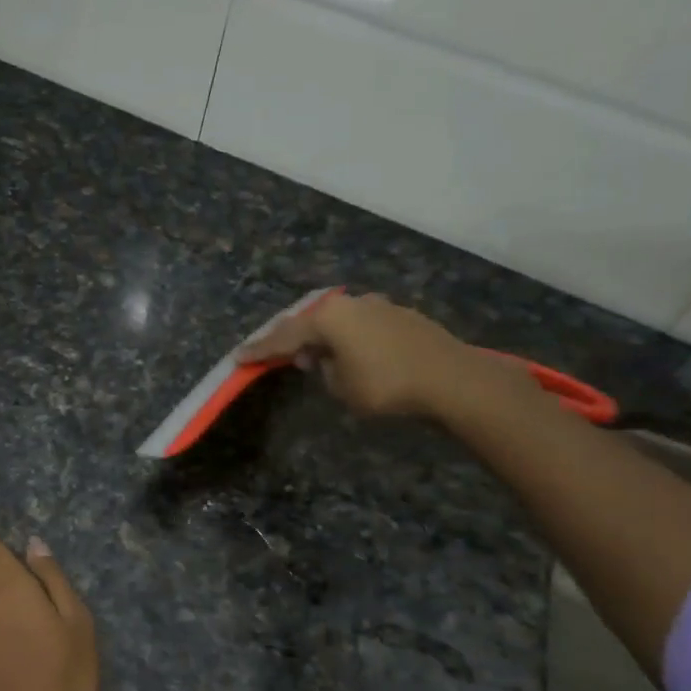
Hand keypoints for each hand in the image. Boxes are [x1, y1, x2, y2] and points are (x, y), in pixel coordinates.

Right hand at [238, 292, 523, 421]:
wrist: (451, 380)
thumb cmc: (386, 386)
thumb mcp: (342, 387)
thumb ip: (324, 369)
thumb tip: (322, 358)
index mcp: (328, 317)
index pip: (284, 336)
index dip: (260, 349)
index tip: (238, 357)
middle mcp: (350, 303)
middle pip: (310, 320)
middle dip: (291, 337)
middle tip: (272, 350)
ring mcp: (379, 306)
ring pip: (339, 320)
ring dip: (323, 336)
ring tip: (314, 354)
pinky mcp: (402, 315)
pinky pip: (363, 325)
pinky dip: (350, 337)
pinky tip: (353, 352)